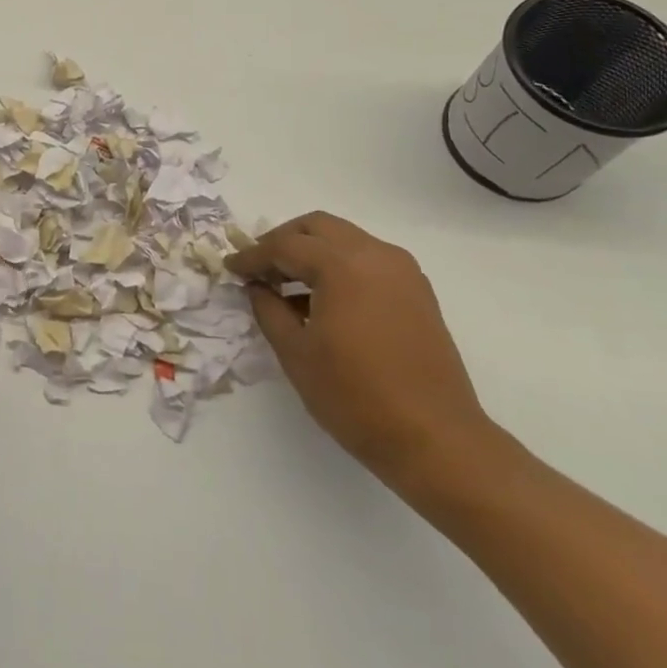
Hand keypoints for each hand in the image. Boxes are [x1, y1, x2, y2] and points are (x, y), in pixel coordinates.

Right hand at [228, 212, 494, 487]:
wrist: (436, 440)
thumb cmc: (356, 397)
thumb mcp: (296, 354)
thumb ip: (269, 310)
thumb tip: (257, 287)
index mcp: (342, 265)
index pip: (285, 246)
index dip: (253, 256)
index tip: (231, 267)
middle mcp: (375, 255)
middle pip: (318, 227)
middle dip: (284, 240)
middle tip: (260, 267)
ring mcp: (402, 271)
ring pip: (345, 239)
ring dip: (313, 251)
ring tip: (287, 284)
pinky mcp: (417, 292)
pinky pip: (368, 259)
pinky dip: (340, 265)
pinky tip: (324, 299)